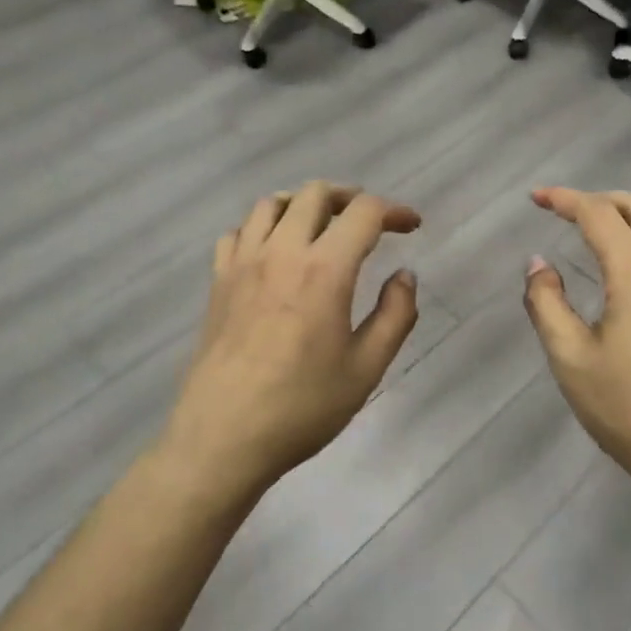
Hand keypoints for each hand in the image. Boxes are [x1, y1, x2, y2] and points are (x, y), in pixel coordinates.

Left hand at [160, 182, 421, 500]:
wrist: (223, 437)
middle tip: (368, 222)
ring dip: (304, 205)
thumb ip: (395, 315)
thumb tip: (405, 276)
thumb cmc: (302, 407)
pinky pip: (239, 231)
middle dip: (350, 197)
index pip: (364, 212)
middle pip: (316, 193)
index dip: (394, 211)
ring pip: (272, 203)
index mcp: (325, 269)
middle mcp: (282, 252)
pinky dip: (263, 227)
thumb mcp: (366, 369)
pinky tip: (273, 252)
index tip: (411, 226)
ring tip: (321, 227)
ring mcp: (244, 263)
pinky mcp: (218, 280)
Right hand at [523, 187, 630, 503]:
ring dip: (627, 218)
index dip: (565, 199)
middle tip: (564, 210)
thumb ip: (547, 303)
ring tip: (595, 233)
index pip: (599, 215)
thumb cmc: (629, 410)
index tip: (536, 197)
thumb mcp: (570, 359)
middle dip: (599, 198)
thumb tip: (538, 264)